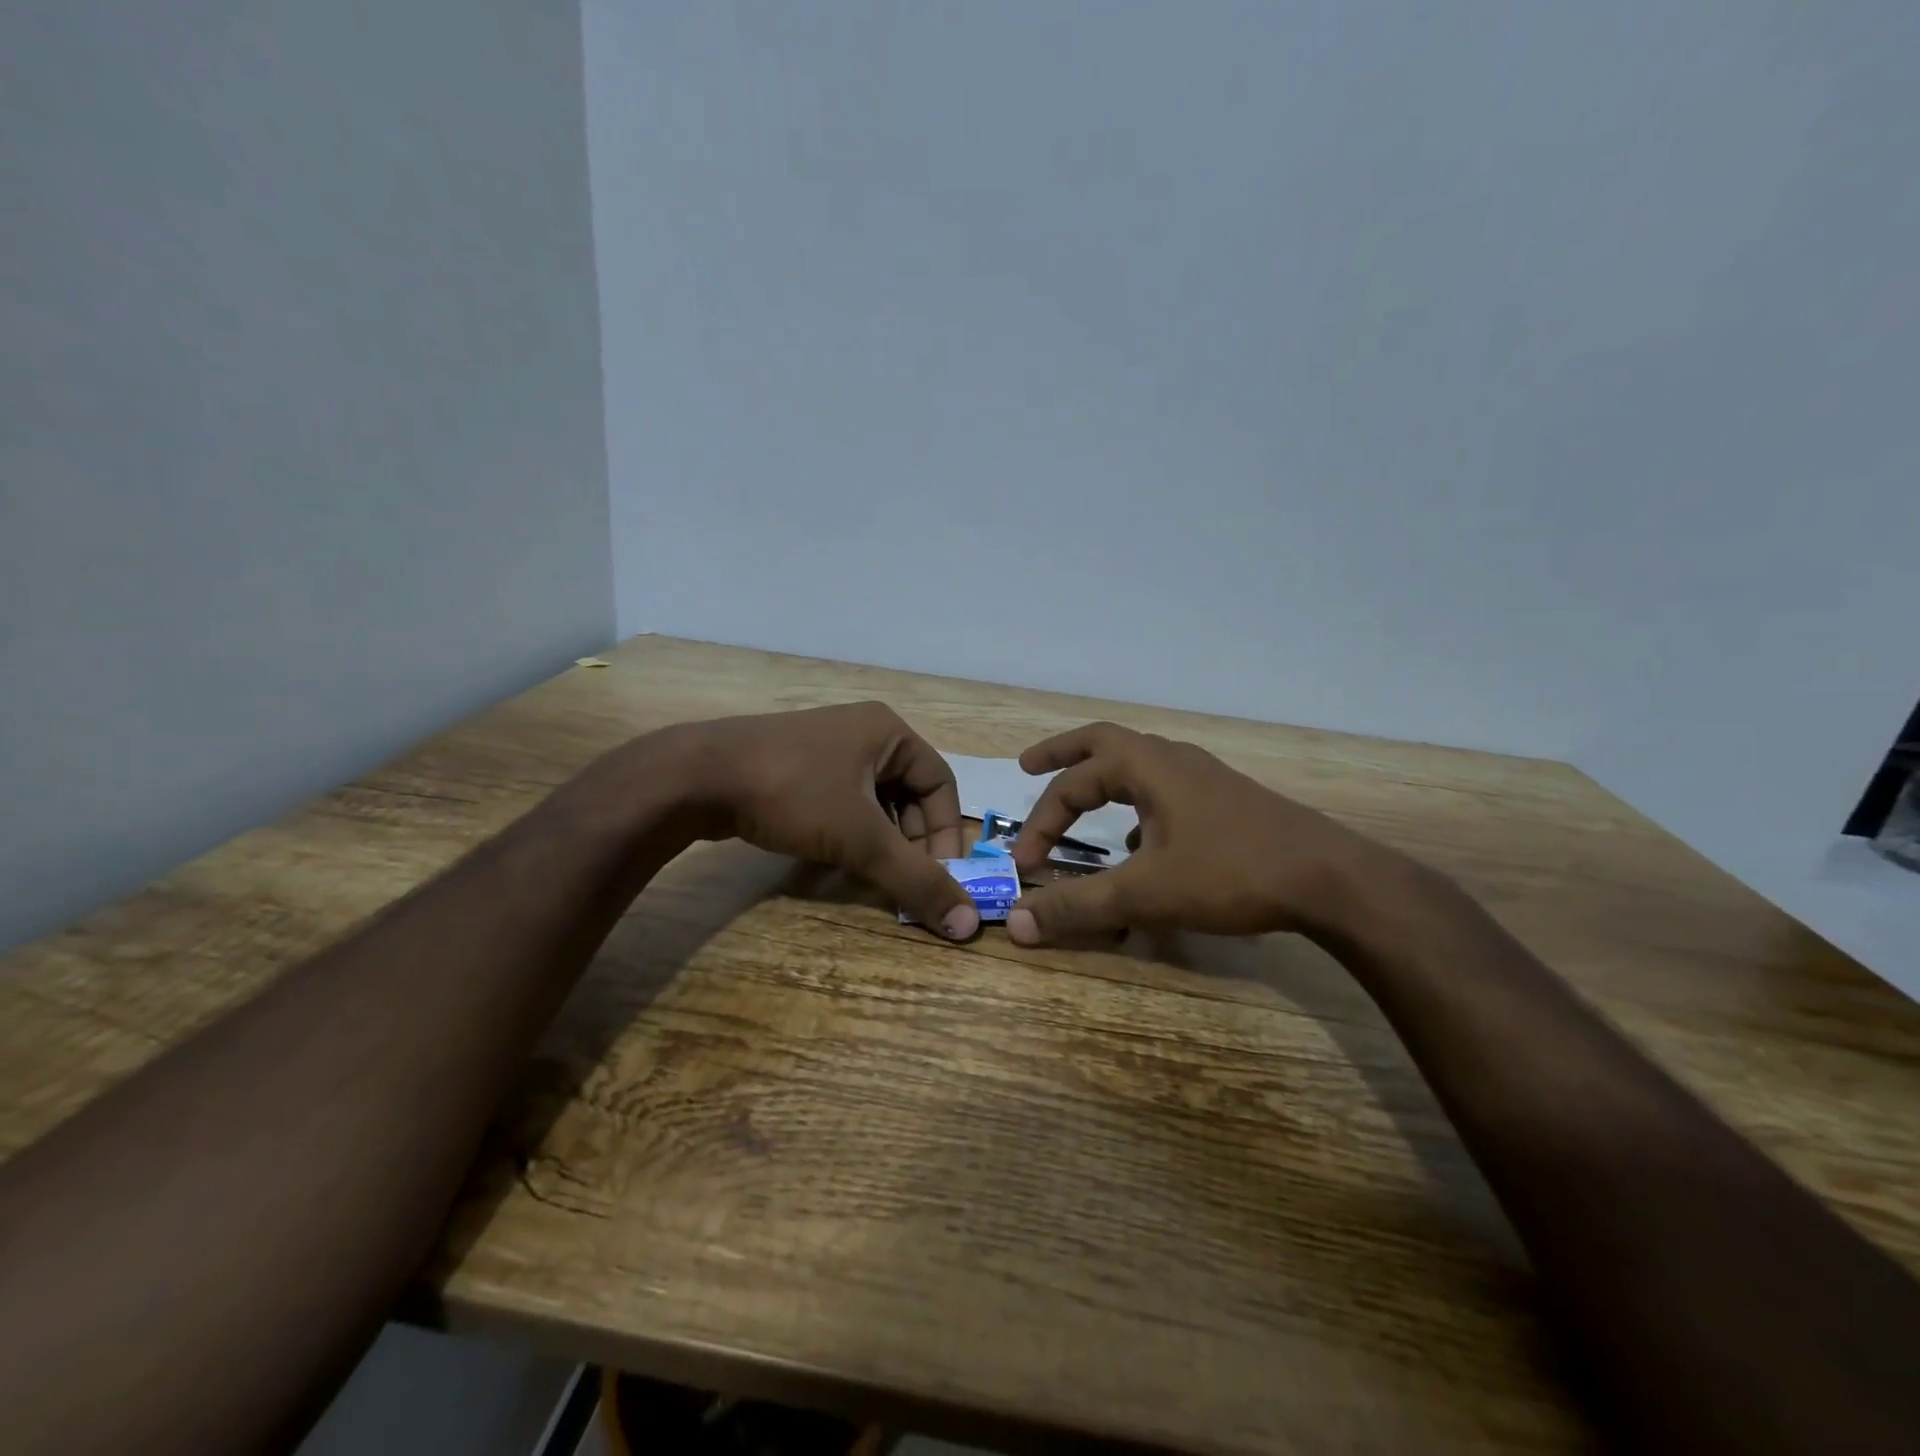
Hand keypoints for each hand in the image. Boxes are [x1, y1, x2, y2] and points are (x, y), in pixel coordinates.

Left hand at [670, 701, 979, 938]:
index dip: (945, 834)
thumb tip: (967, 925)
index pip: (940, 784)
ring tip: (874, 877)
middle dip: (911, 842)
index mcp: (889, 732)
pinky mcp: (798, 768)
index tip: (938, 878)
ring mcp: (827, 748)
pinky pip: (843, 803)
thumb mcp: (861, 838)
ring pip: (875, 802)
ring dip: (881, 842)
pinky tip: (839, 863)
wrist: (696, 776)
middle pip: (909, 794)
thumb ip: (915, 879)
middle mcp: (864, 733)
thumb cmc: (792, 792)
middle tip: (904, 882)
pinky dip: (851, 834)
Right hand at [1006, 722, 1391, 946]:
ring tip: (1084, 806)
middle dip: (1063, 755)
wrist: (1330, 879)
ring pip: (1139, 764)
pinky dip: (1139, 806)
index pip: (1073, 786)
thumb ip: (1080, 907)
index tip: (1025, 865)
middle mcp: (1172, 759)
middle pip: (1103, 743)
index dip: (1041, 823)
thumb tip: (1016, 923)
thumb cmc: (1230, 874)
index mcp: (1146, 766)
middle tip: (1029, 765)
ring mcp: (1204, 777)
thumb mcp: (1146, 894)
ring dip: (1104, 779)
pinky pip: (1166, 790)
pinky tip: (1143, 846)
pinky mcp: (1226, 800)